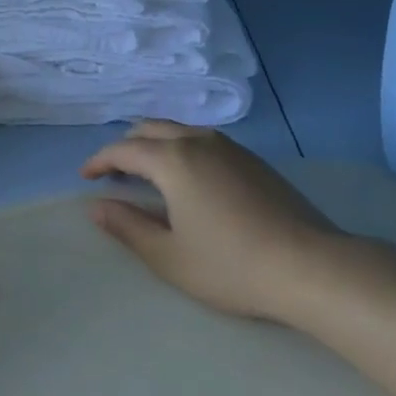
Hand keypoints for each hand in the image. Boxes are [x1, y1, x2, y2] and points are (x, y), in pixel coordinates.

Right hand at [81, 121, 346, 322]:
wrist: (310, 266)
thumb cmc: (231, 265)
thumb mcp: (169, 255)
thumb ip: (127, 226)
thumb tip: (96, 206)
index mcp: (172, 160)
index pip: (123, 150)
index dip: (99, 161)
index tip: (86, 177)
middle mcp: (198, 141)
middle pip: (150, 129)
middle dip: (125, 147)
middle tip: (114, 174)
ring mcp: (229, 147)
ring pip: (179, 130)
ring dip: (154, 144)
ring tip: (147, 174)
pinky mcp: (253, 160)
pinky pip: (202, 140)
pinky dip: (181, 149)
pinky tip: (188, 179)